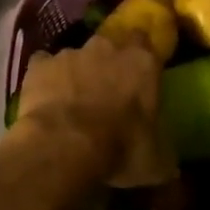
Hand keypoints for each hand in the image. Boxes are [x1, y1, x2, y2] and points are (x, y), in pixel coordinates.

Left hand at [12, 33, 169, 188]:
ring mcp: (70, 53)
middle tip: (107, 89)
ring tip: (72, 101)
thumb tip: (169, 167)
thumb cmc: (120, 148)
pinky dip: (44, 78)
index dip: (141, 58)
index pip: (146, 43)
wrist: (65, 145)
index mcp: (143, 62)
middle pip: (110, 45)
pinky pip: (43, 65)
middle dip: (109, 62)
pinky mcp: (40, 65)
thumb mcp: (156, 161)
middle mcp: (108, 48)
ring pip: (76, 56)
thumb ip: (163, 151)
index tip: (139, 75)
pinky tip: (44, 98)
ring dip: (76, 73)